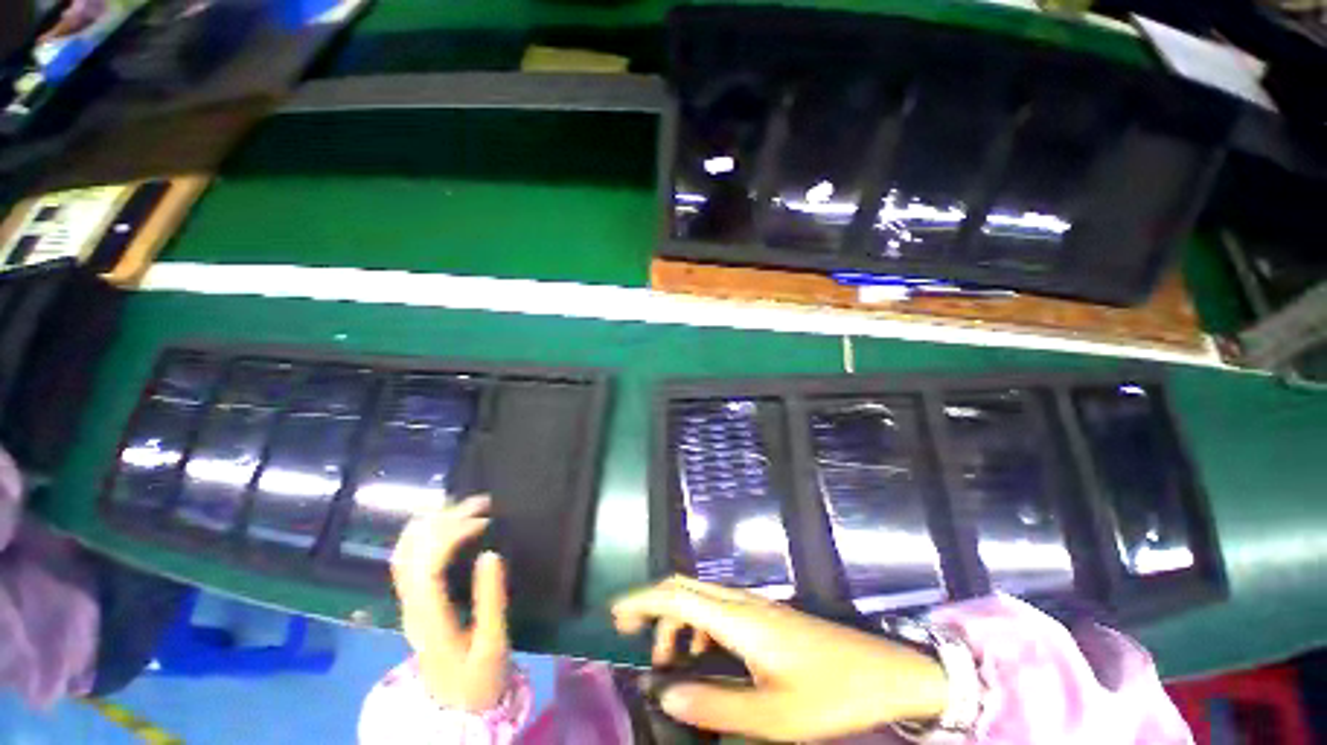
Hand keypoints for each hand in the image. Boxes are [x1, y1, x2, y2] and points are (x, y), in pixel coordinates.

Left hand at [391, 495, 508, 712]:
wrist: (454, 707)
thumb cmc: (478, 677)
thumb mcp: (493, 643)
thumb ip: (491, 599)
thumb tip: (491, 553)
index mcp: (430, 619)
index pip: (427, 566)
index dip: (453, 535)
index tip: (485, 521)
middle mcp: (411, 606)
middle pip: (413, 552)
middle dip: (446, 520)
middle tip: (482, 503)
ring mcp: (407, 602)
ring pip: (404, 552)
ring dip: (432, 522)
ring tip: (465, 505)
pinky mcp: (413, 600)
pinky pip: (407, 558)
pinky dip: (422, 533)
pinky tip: (442, 521)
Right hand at [612, 576, 948, 741]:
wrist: (879, 671)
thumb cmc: (829, 694)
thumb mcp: (772, 715)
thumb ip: (714, 704)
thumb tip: (665, 692)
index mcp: (739, 618)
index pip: (678, 595)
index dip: (643, 600)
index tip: (615, 614)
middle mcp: (742, 602)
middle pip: (686, 589)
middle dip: (654, 606)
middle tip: (632, 638)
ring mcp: (755, 605)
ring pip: (701, 598)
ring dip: (677, 621)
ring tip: (668, 662)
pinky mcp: (765, 616)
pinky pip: (718, 610)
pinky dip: (698, 626)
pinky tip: (702, 656)